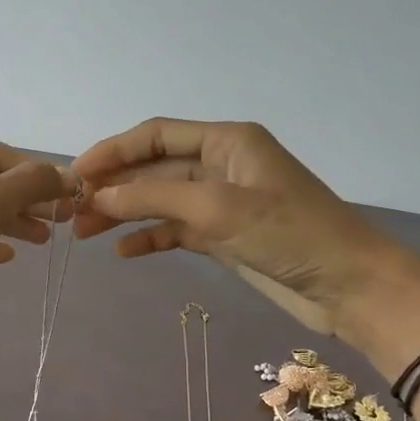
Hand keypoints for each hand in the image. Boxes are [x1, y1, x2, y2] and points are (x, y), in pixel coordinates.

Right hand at [74, 118, 419, 361]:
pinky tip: (123, 252)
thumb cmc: (287, 233)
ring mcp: (222, 202)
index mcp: (226, 141)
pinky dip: (151, 238)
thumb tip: (100, 194)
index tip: (75, 173)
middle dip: (114, 187)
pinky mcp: (225, 236)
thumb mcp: (217, 208)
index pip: (156, 135)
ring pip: (161, 201)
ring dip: (125, 214)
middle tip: (72, 210)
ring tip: (85, 233)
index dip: (113, 151)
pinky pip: (177, 230)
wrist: (347, 285)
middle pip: (154, 169)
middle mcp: (221, 165)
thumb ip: (155, 197)